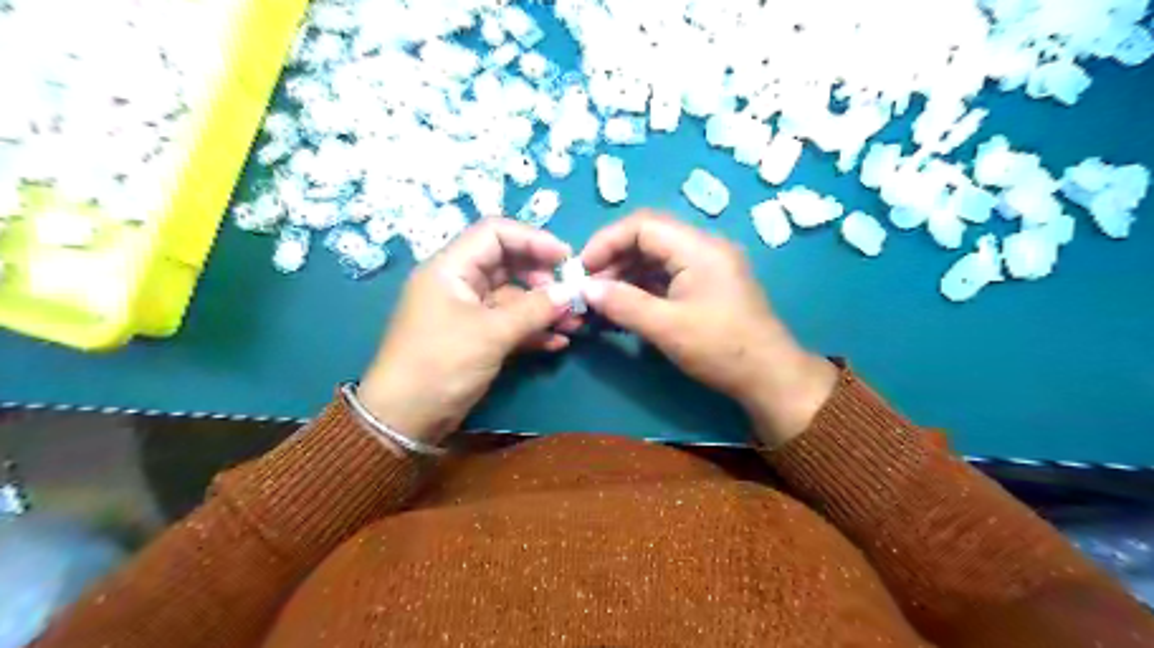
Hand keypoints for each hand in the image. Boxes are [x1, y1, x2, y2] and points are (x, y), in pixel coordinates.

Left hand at [358, 217, 575, 443]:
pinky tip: (557, 342)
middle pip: (507, 264)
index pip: (495, 233)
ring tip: (574, 322)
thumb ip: (533, 310)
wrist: (404, 420)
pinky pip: (509, 324)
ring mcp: (467, 312)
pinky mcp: (475, 338)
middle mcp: (459, 283)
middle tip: (569, 294)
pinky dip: (532, 330)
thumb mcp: (490, 333)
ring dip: (543, 307)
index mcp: (451, 268)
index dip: (532, 239)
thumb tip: (570, 292)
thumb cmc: (440, 364)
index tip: (565, 258)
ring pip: (512, 297)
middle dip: (542, 277)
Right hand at [583, 213, 834, 443]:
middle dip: (614, 258)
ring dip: (626, 274)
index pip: (642, 225)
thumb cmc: (720, 349)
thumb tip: (585, 289)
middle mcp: (704, 247)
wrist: (769, 377)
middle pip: (648, 237)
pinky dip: (643, 287)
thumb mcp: (666, 328)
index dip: (607, 241)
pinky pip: (667, 275)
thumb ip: (623, 303)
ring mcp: (707, 265)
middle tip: (590, 287)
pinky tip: (624, 307)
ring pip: (656, 257)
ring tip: (602, 300)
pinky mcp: (707, 284)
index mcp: (699, 248)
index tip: (582, 269)